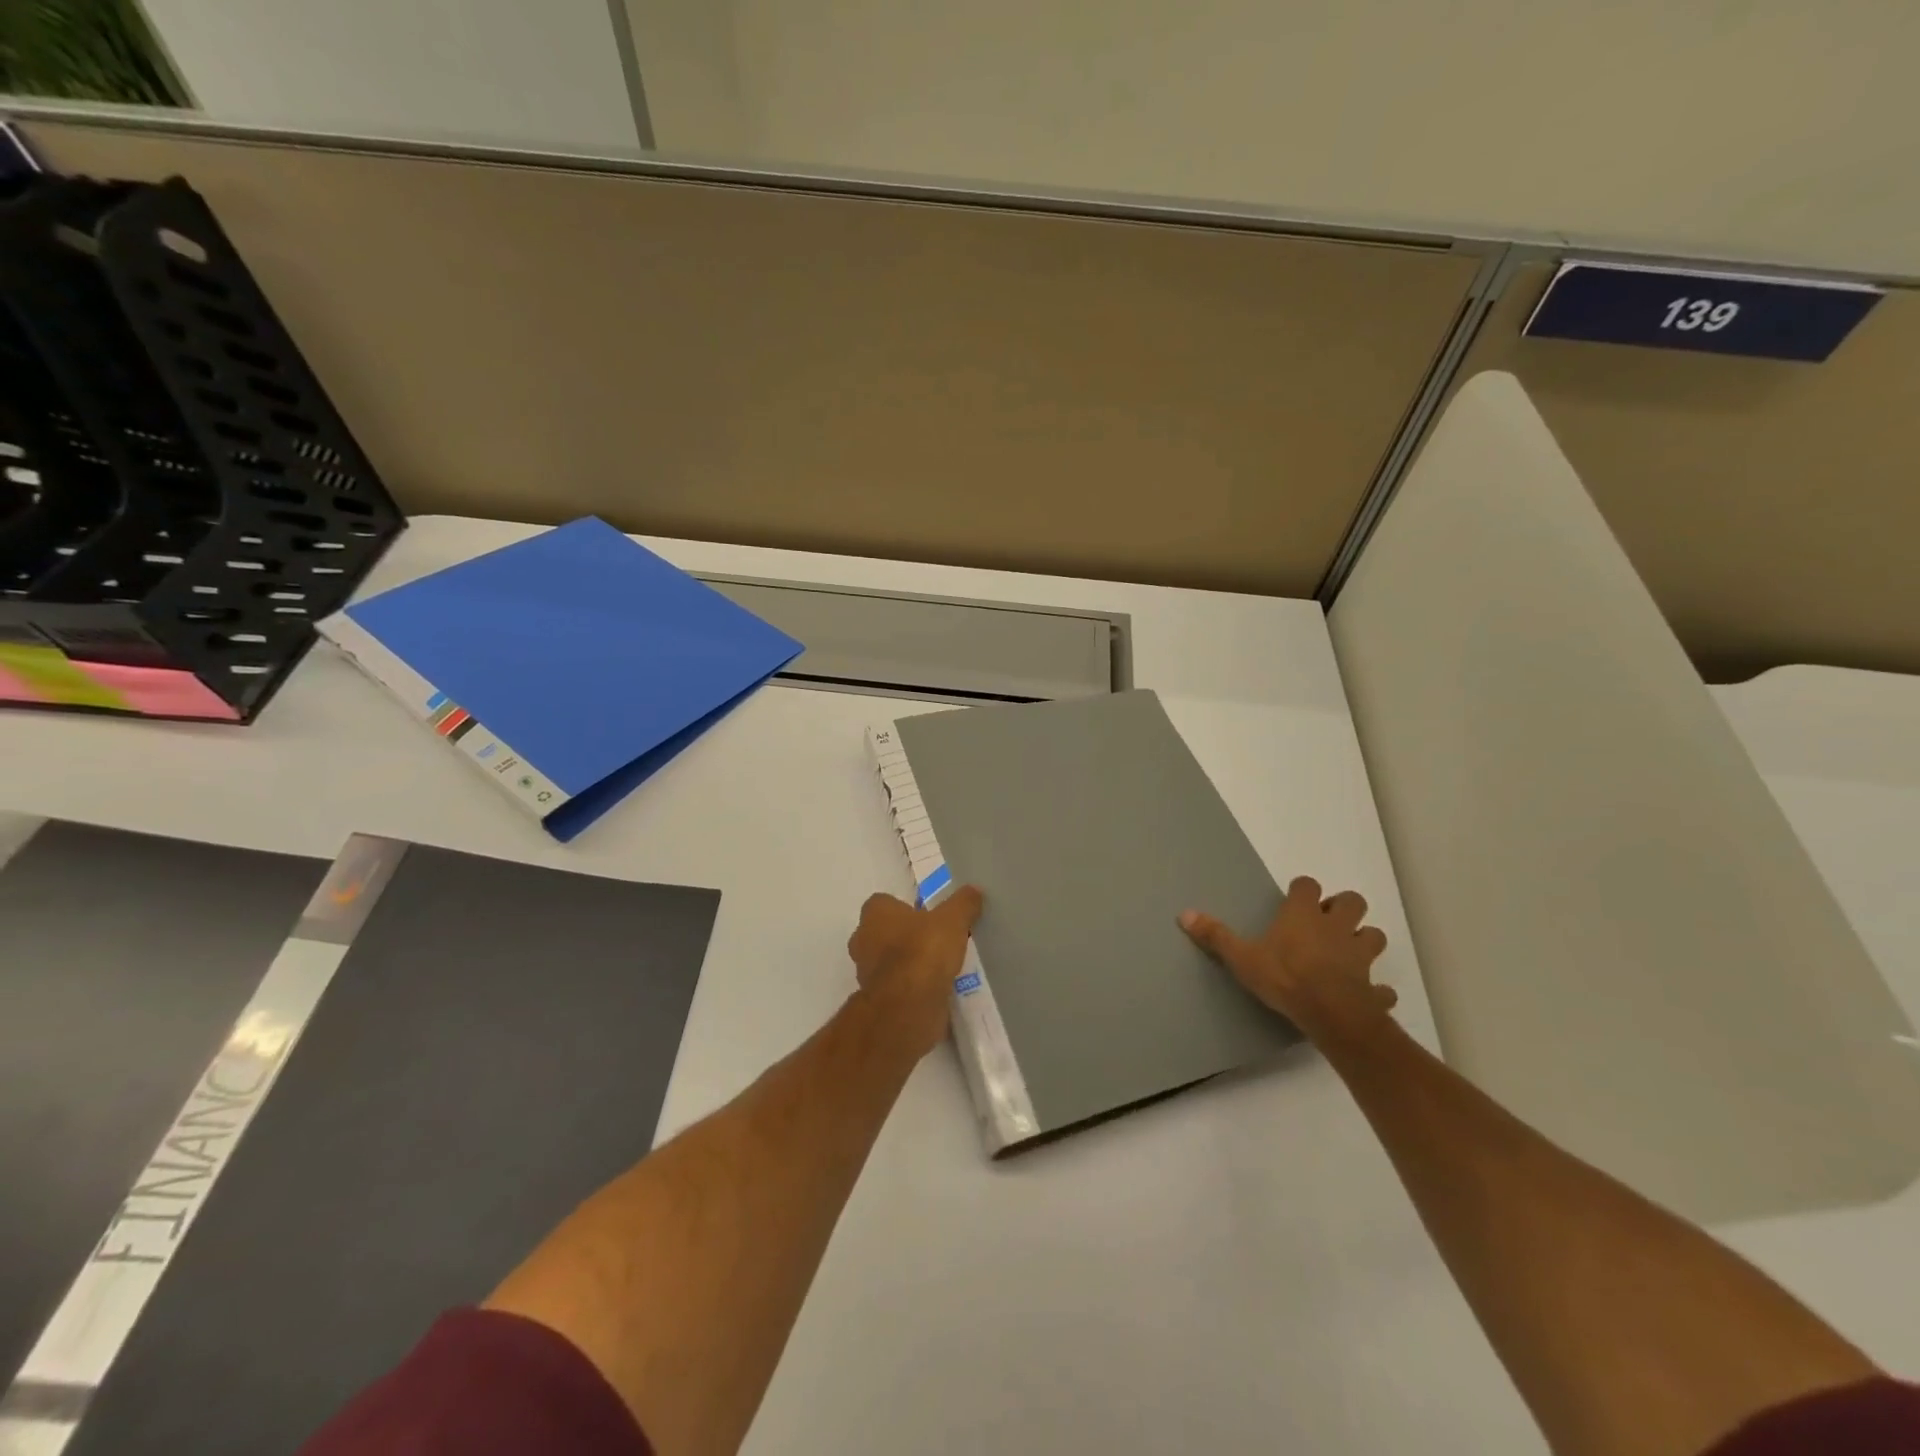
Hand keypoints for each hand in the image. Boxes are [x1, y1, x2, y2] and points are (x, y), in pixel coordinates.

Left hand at [847, 886, 983, 1059]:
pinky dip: (909, 986)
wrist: (908, 1005)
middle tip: (933, 940)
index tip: (927, 916)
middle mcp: (862, 939)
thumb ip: (963, 904)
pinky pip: (895, 985)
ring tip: (937, 966)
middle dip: (904, 935)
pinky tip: (933, 987)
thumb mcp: (953, 920)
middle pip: (883, 931)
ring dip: (906, 962)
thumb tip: (974, 890)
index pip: (884, 902)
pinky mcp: (876, 999)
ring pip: (887, 960)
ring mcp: (865, 972)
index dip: (904, 908)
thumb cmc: (924, 951)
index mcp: (874, 913)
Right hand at [1180, 876, 1395, 1044]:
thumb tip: (1184, 914)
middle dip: (1343, 908)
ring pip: (1373, 936)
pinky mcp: (1373, 986)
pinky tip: (1367, 995)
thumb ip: (1216, 936)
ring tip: (1347, 953)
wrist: (1330, 1013)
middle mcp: (1335, 927)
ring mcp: (1359, 956)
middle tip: (1326, 922)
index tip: (1294, 900)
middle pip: (1352, 901)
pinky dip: (1376, 989)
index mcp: (1303, 915)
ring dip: (1363, 940)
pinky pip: (1381, 987)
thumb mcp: (1242, 957)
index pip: (1307, 886)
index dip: (1302, 890)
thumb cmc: (1284, 977)